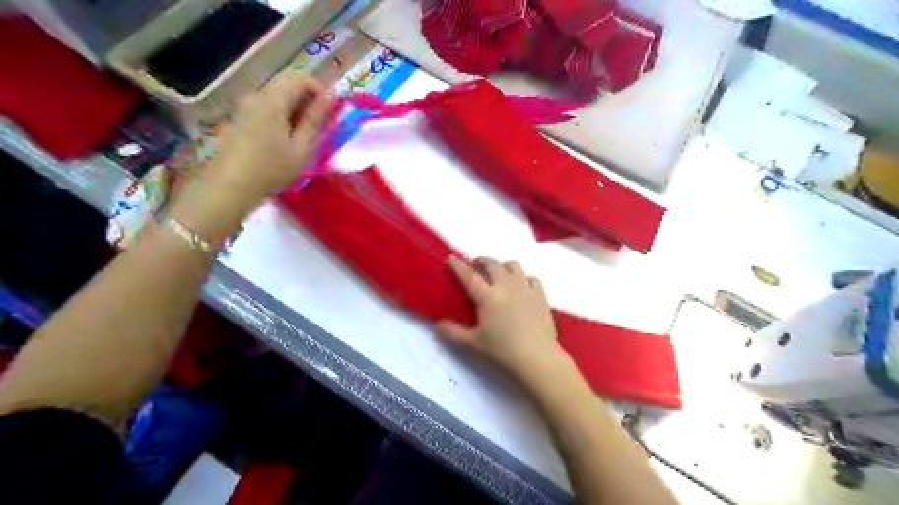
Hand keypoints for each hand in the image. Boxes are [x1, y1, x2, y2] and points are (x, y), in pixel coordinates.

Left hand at [200, 70, 332, 204]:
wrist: (229, 188)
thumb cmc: (271, 169)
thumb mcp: (301, 147)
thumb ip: (315, 120)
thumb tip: (330, 98)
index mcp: (272, 99)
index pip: (300, 78)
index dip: (320, 90)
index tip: (331, 112)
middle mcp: (256, 96)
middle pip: (287, 86)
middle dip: (308, 101)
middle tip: (321, 127)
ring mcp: (245, 108)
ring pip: (277, 99)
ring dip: (296, 111)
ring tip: (306, 138)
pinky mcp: (240, 120)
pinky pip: (267, 110)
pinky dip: (282, 118)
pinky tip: (286, 142)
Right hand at [439, 256, 567, 382]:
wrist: (537, 357)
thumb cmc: (502, 351)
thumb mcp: (473, 343)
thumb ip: (453, 333)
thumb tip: (437, 324)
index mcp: (487, 296)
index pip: (469, 275)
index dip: (458, 266)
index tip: (451, 258)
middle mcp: (506, 286)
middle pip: (493, 264)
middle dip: (482, 261)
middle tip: (476, 265)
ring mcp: (525, 288)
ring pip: (514, 266)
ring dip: (503, 266)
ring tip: (499, 273)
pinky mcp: (540, 295)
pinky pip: (532, 278)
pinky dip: (524, 278)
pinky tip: (522, 286)